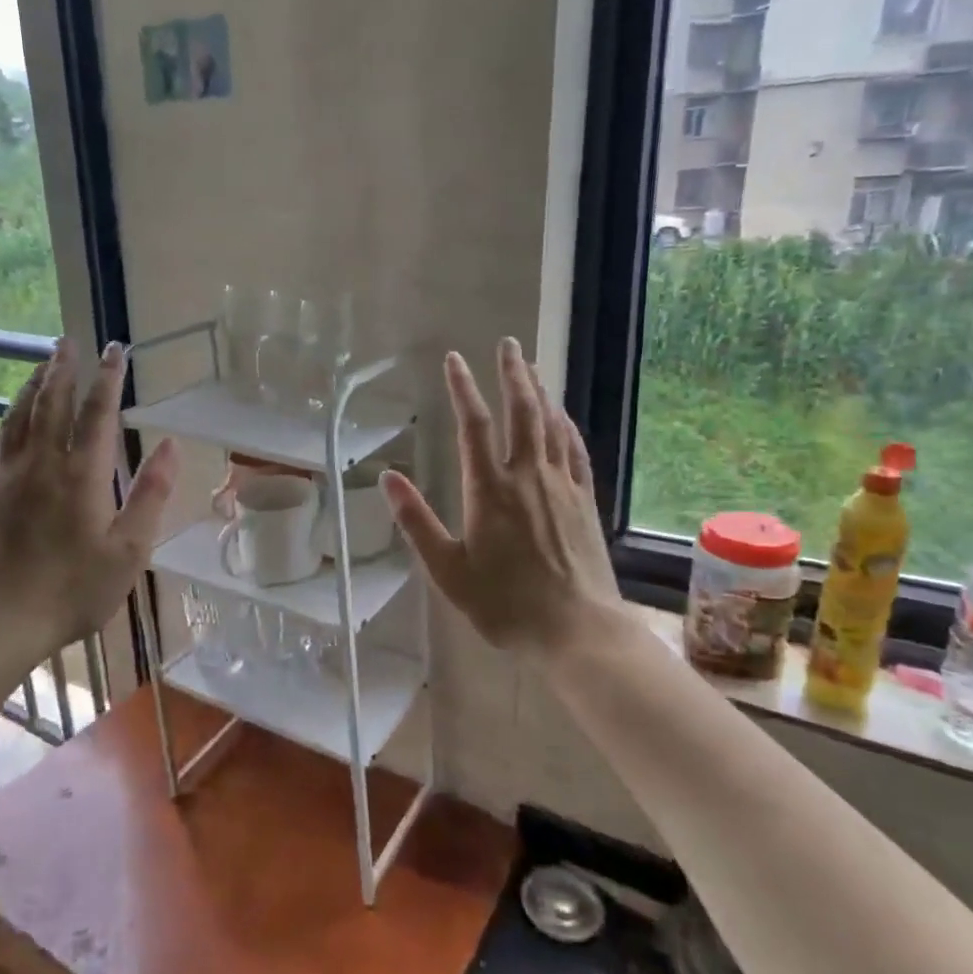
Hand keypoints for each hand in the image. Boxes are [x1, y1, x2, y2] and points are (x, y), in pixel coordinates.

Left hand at [0, 338, 177, 653]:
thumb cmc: (72, 590)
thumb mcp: (128, 549)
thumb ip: (151, 494)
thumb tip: (172, 446)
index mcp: (81, 474)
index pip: (98, 412)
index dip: (108, 378)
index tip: (115, 349)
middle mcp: (41, 464)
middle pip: (51, 403)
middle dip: (63, 370)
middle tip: (69, 342)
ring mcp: (7, 478)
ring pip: (18, 418)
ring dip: (32, 387)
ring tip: (41, 366)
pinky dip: (4, 423)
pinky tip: (6, 422)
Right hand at [381, 339, 619, 656]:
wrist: (576, 629)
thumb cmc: (504, 604)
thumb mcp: (448, 570)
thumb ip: (417, 521)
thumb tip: (388, 477)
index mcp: (489, 490)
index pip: (473, 424)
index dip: (462, 388)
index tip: (454, 359)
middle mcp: (527, 476)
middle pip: (522, 411)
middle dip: (513, 373)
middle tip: (508, 344)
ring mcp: (561, 485)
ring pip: (551, 424)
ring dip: (539, 391)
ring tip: (531, 367)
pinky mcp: (584, 500)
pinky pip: (575, 450)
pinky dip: (566, 425)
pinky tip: (561, 415)